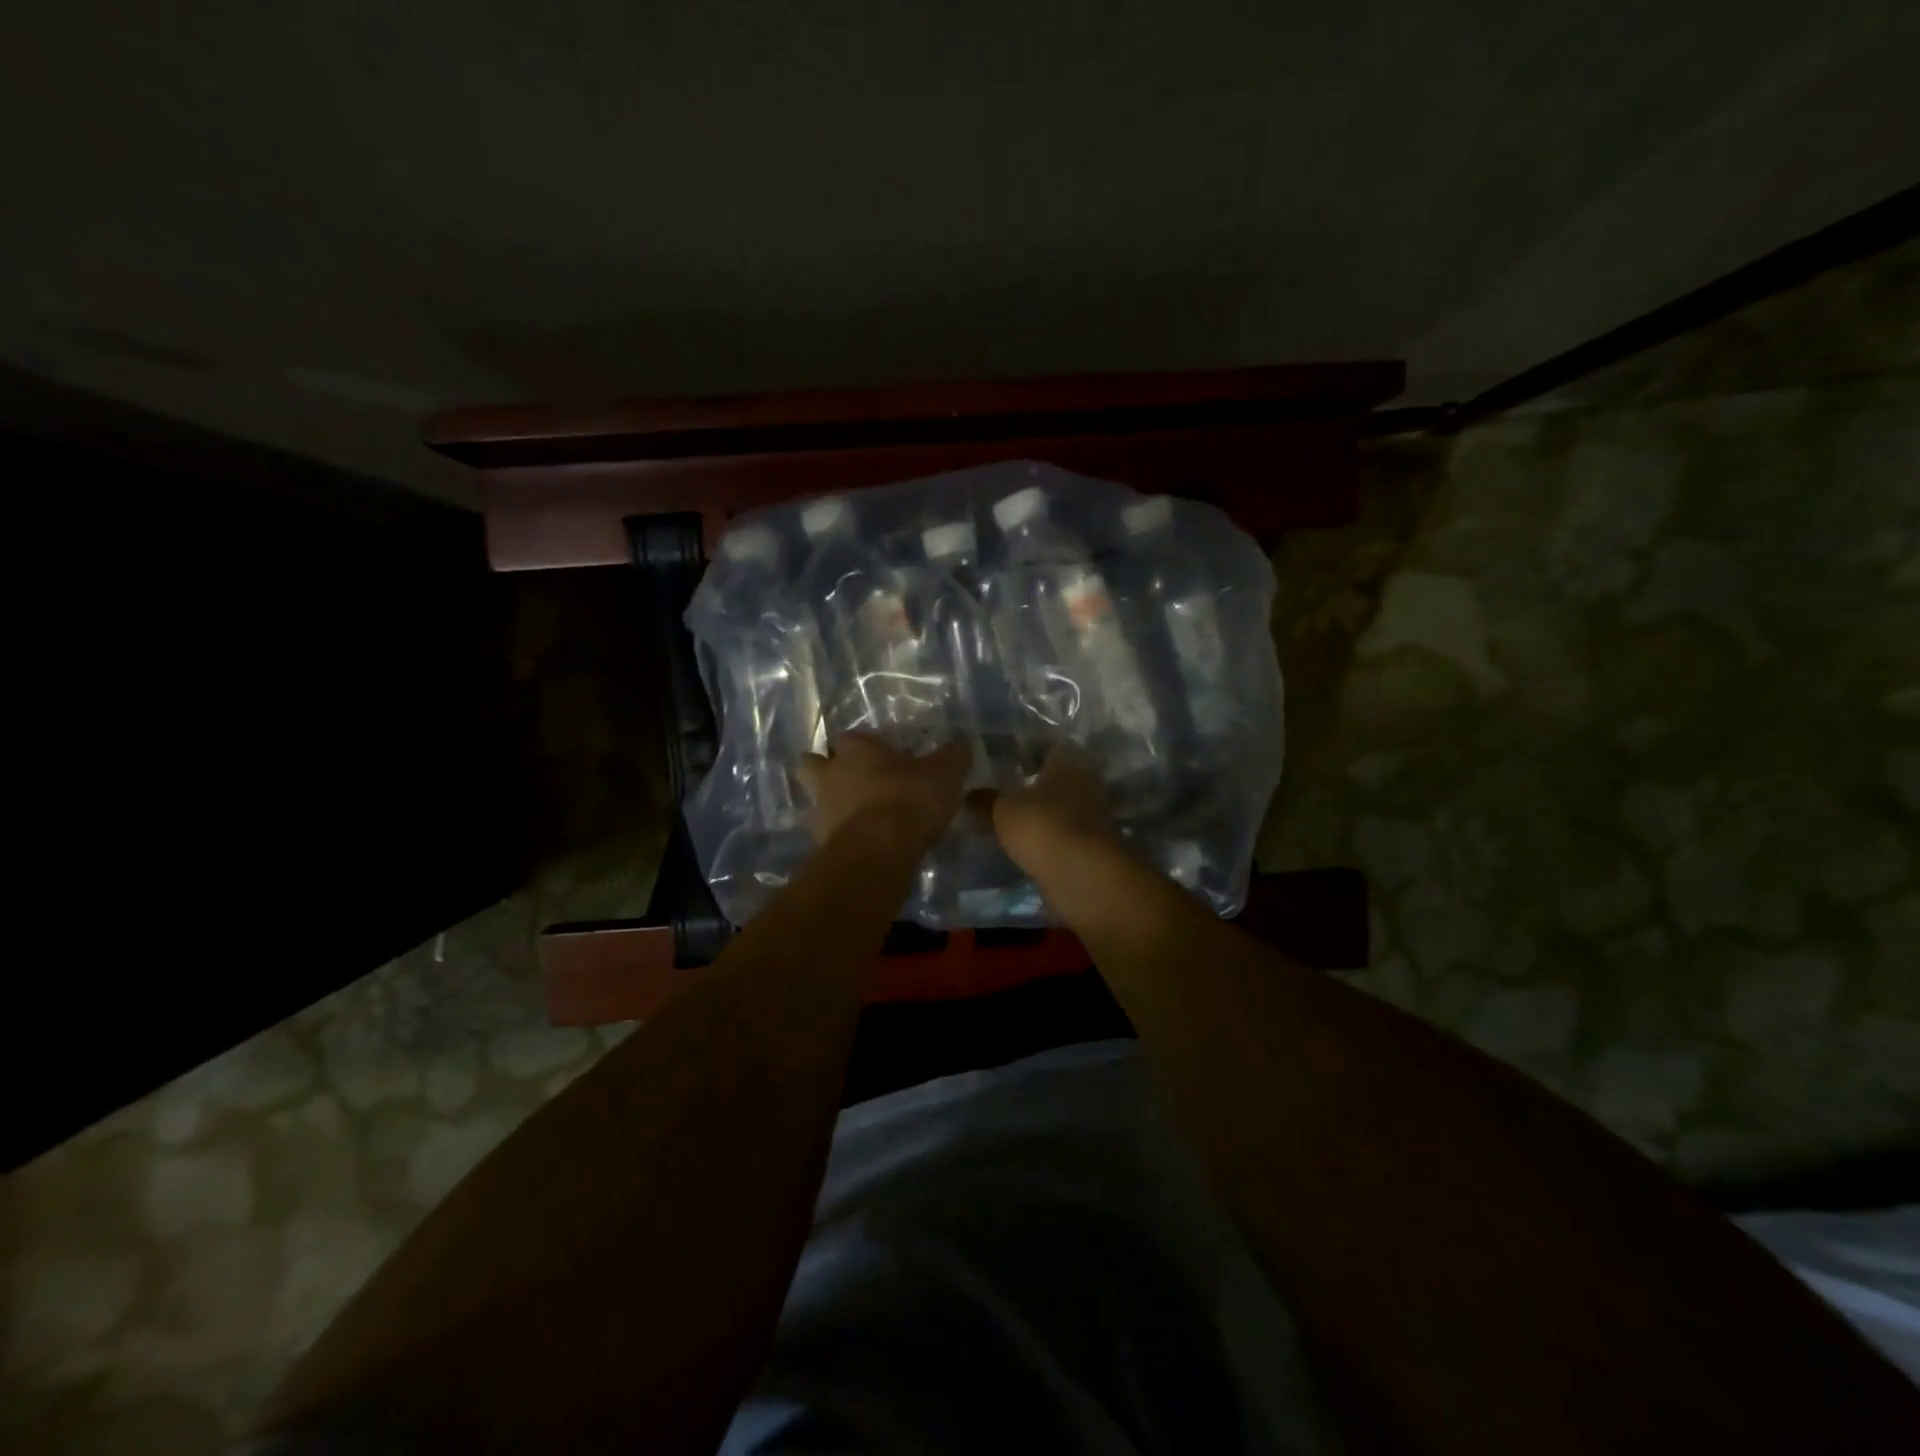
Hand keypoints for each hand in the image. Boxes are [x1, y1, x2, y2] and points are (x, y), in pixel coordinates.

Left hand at [795, 733, 969, 849]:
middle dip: (825, 768)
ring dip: (831, 804)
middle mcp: (831, 774)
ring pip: (816, 799)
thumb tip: (961, 744)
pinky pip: (826, 832)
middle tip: (850, 779)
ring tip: (856, 815)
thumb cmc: (909, 799)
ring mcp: (821, 809)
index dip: (861, 745)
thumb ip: (953, 756)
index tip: (878, 755)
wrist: (878, 851)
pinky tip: (860, 842)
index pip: (849, 737)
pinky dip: (839, 834)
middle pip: (813, 763)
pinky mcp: (821, 842)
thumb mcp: (944, 773)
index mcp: (857, 749)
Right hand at [971, 745, 1112, 875]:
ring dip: (1050, 814)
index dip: (1031, 755)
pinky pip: (1071, 833)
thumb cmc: (1040, 824)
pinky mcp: (1097, 844)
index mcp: (1067, 763)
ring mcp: (1097, 815)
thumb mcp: (1002, 810)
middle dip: (1041, 788)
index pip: (1052, 749)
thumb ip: (986, 800)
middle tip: (1013, 795)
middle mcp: (1087, 783)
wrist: (1081, 872)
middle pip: (1062, 779)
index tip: (1012, 764)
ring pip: (1068, 807)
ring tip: (1021, 823)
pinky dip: (1057, 837)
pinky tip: (1036, 845)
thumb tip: (968, 793)